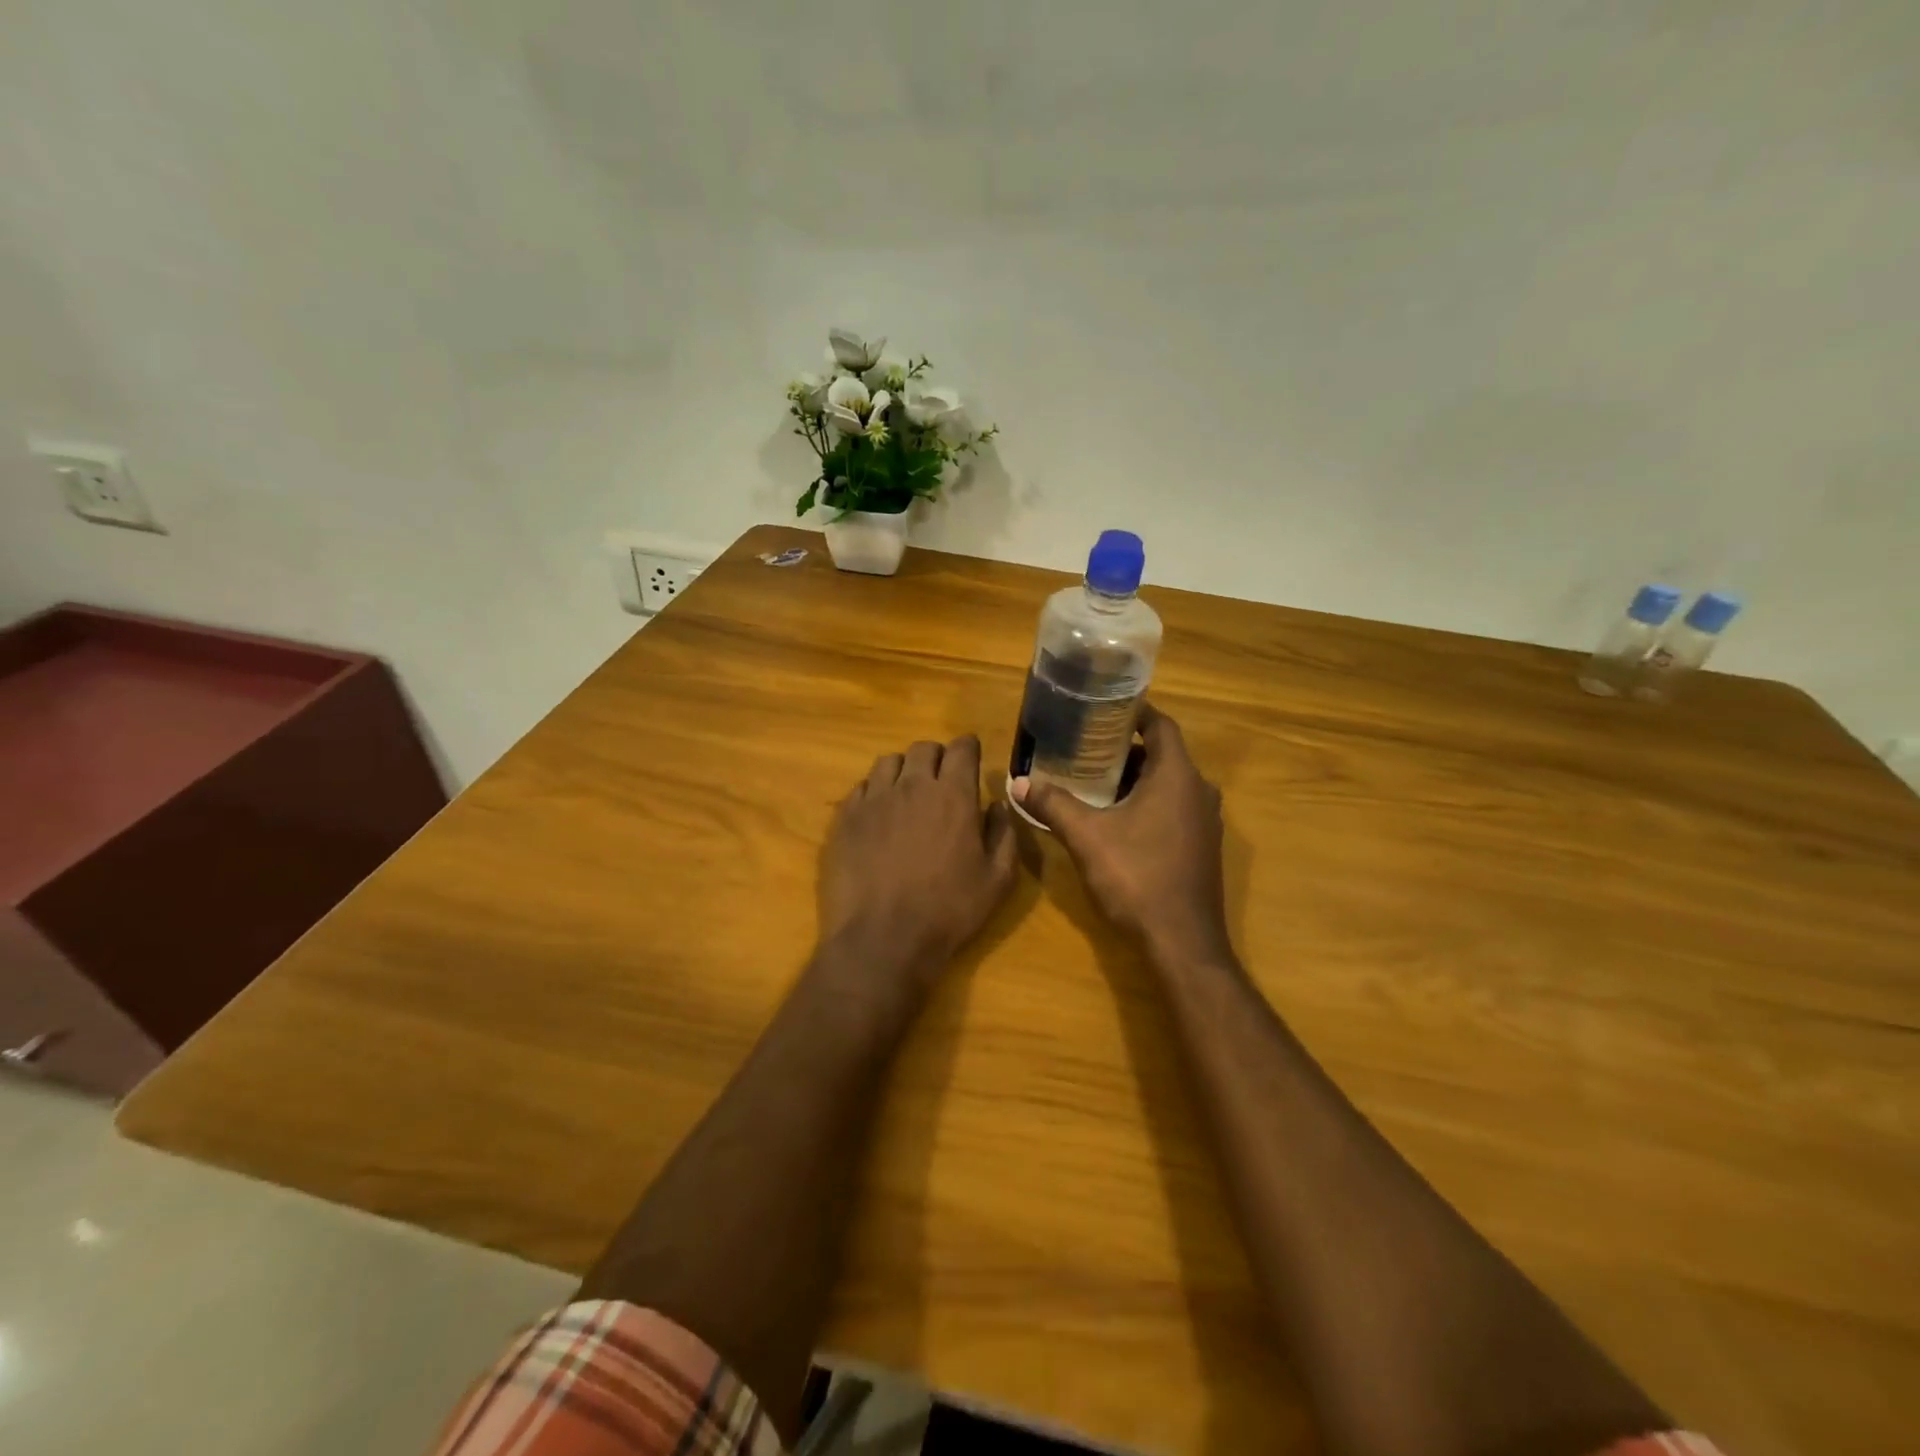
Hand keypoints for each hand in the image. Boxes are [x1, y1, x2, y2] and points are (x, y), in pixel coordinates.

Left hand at [819, 735, 1018, 982]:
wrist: (883, 938)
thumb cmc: (949, 911)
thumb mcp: (997, 880)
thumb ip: (1003, 834)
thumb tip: (997, 805)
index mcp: (953, 795)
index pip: (962, 748)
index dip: (968, 748)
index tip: (970, 758)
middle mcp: (912, 785)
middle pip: (923, 748)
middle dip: (936, 757)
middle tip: (941, 780)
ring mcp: (874, 799)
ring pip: (888, 762)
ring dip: (903, 771)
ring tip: (907, 794)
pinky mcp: (845, 818)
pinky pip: (861, 787)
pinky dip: (874, 792)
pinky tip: (878, 816)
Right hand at [1012, 703, 1230, 966]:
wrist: (1181, 942)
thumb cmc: (1136, 877)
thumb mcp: (1086, 836)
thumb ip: (1053, 804)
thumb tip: (1017, 781)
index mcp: (1177, 776)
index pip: (1161, 726)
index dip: (1134, 713)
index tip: (1102, 709)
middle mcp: (1198, 791)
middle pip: (1162, 754)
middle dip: (1124, 749)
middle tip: (1084, 746)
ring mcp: (1204, 822)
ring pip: (1168, 784)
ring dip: (1134, 778)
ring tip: (1092, 779)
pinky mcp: (1201, 847)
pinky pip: (1174, 808)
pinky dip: (1147, 802)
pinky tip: (1115, 818)